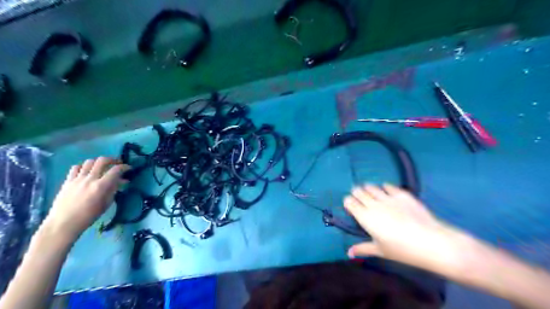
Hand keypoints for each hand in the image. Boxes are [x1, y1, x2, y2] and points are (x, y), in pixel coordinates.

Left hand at [44, 157, 129, 240]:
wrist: (63, 223)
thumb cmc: (89, 216)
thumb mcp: (106, 203)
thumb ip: (114, 190)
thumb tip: (122, 181)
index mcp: (101, 186)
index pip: (116, 170)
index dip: (125, 167)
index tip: (129, 168)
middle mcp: (90, 179)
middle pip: (102, 161)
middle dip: (112, 160)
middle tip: (117, 163)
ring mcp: (77, 179)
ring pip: (89, 162)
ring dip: (98, 162)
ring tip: (102, 167)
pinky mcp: (67, 181)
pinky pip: (76, 167)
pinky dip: (84, 166)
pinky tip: (86, 171)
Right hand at [343, 184, 476, 275]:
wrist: (432, 243)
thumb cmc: (402, 250)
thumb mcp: (380, 251)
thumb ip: (362, 249)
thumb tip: (349, 253)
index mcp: (365, 217)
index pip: (349, 202)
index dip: (348, 203)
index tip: (352, 207)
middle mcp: (373, 204)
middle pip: (358, 191)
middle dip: (356, 194)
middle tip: (361, 200)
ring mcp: (388, 197)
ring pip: (371, 186)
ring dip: (368, 189)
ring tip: (372, 195)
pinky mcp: (401, 194)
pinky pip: (388, 186)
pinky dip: (384, 188)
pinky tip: (387, 193)